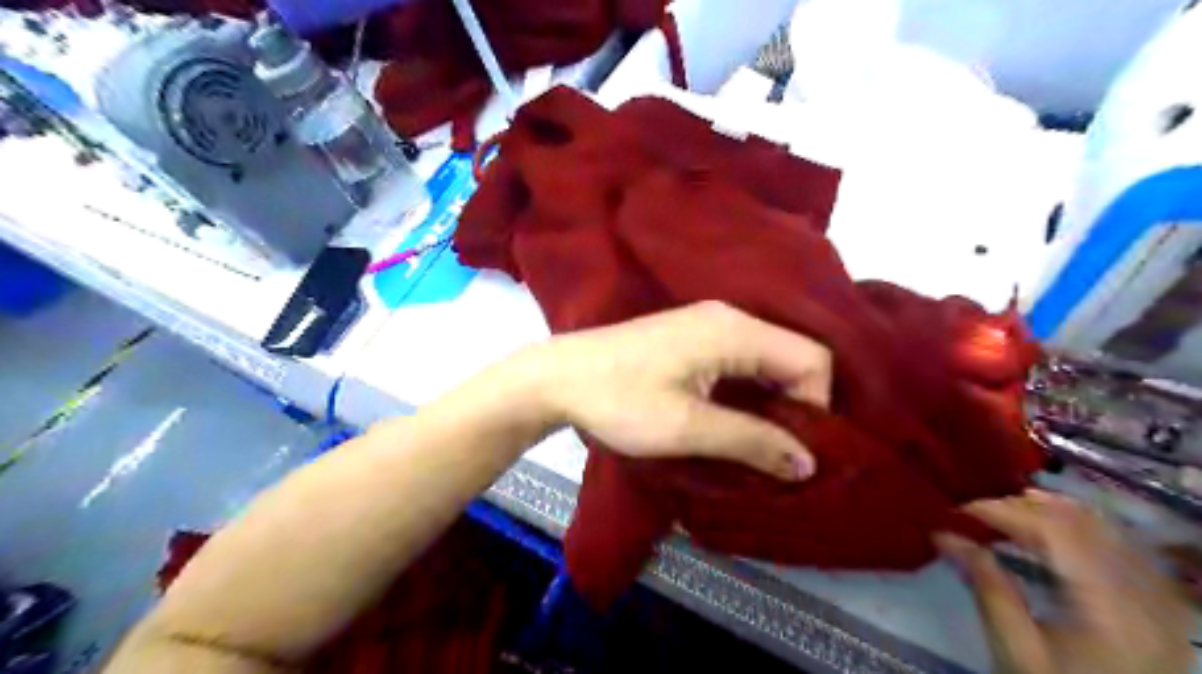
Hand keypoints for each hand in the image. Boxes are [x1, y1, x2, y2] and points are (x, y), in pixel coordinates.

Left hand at [529, 299, 831, 478]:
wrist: (558, 377)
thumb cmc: (619, 400)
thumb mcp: (687, 427)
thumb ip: (752, 441)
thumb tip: (809, 463)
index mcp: (734, 330)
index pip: (812, 359)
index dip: (815, 406)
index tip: (792, 448)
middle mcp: (729, 317)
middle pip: (793, 356)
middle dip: (797, 405)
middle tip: (779, 451)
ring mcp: (708, 323)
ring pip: (768, 359)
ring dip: (772, 401)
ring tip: (758, 442)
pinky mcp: (691, 336)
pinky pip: (742, 359)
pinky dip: (750, 390)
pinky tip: (734, 418)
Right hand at [938, 489, 1190, 672]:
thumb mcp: (1015, 648)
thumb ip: (985, 585)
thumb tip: (943, 535)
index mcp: (1109, 610)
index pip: (1055, 532)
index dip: (1004, 511)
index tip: (959, 511)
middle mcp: (1146, 596)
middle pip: (1084, 523)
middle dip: (1024, 507)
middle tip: (980, 512)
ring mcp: (1161, 599)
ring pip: (1107, 528)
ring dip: (1053, 512)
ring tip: (1009, 515)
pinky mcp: (1163, 605)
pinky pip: (1124, 546)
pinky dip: (1083, 529)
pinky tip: (1053, 533)